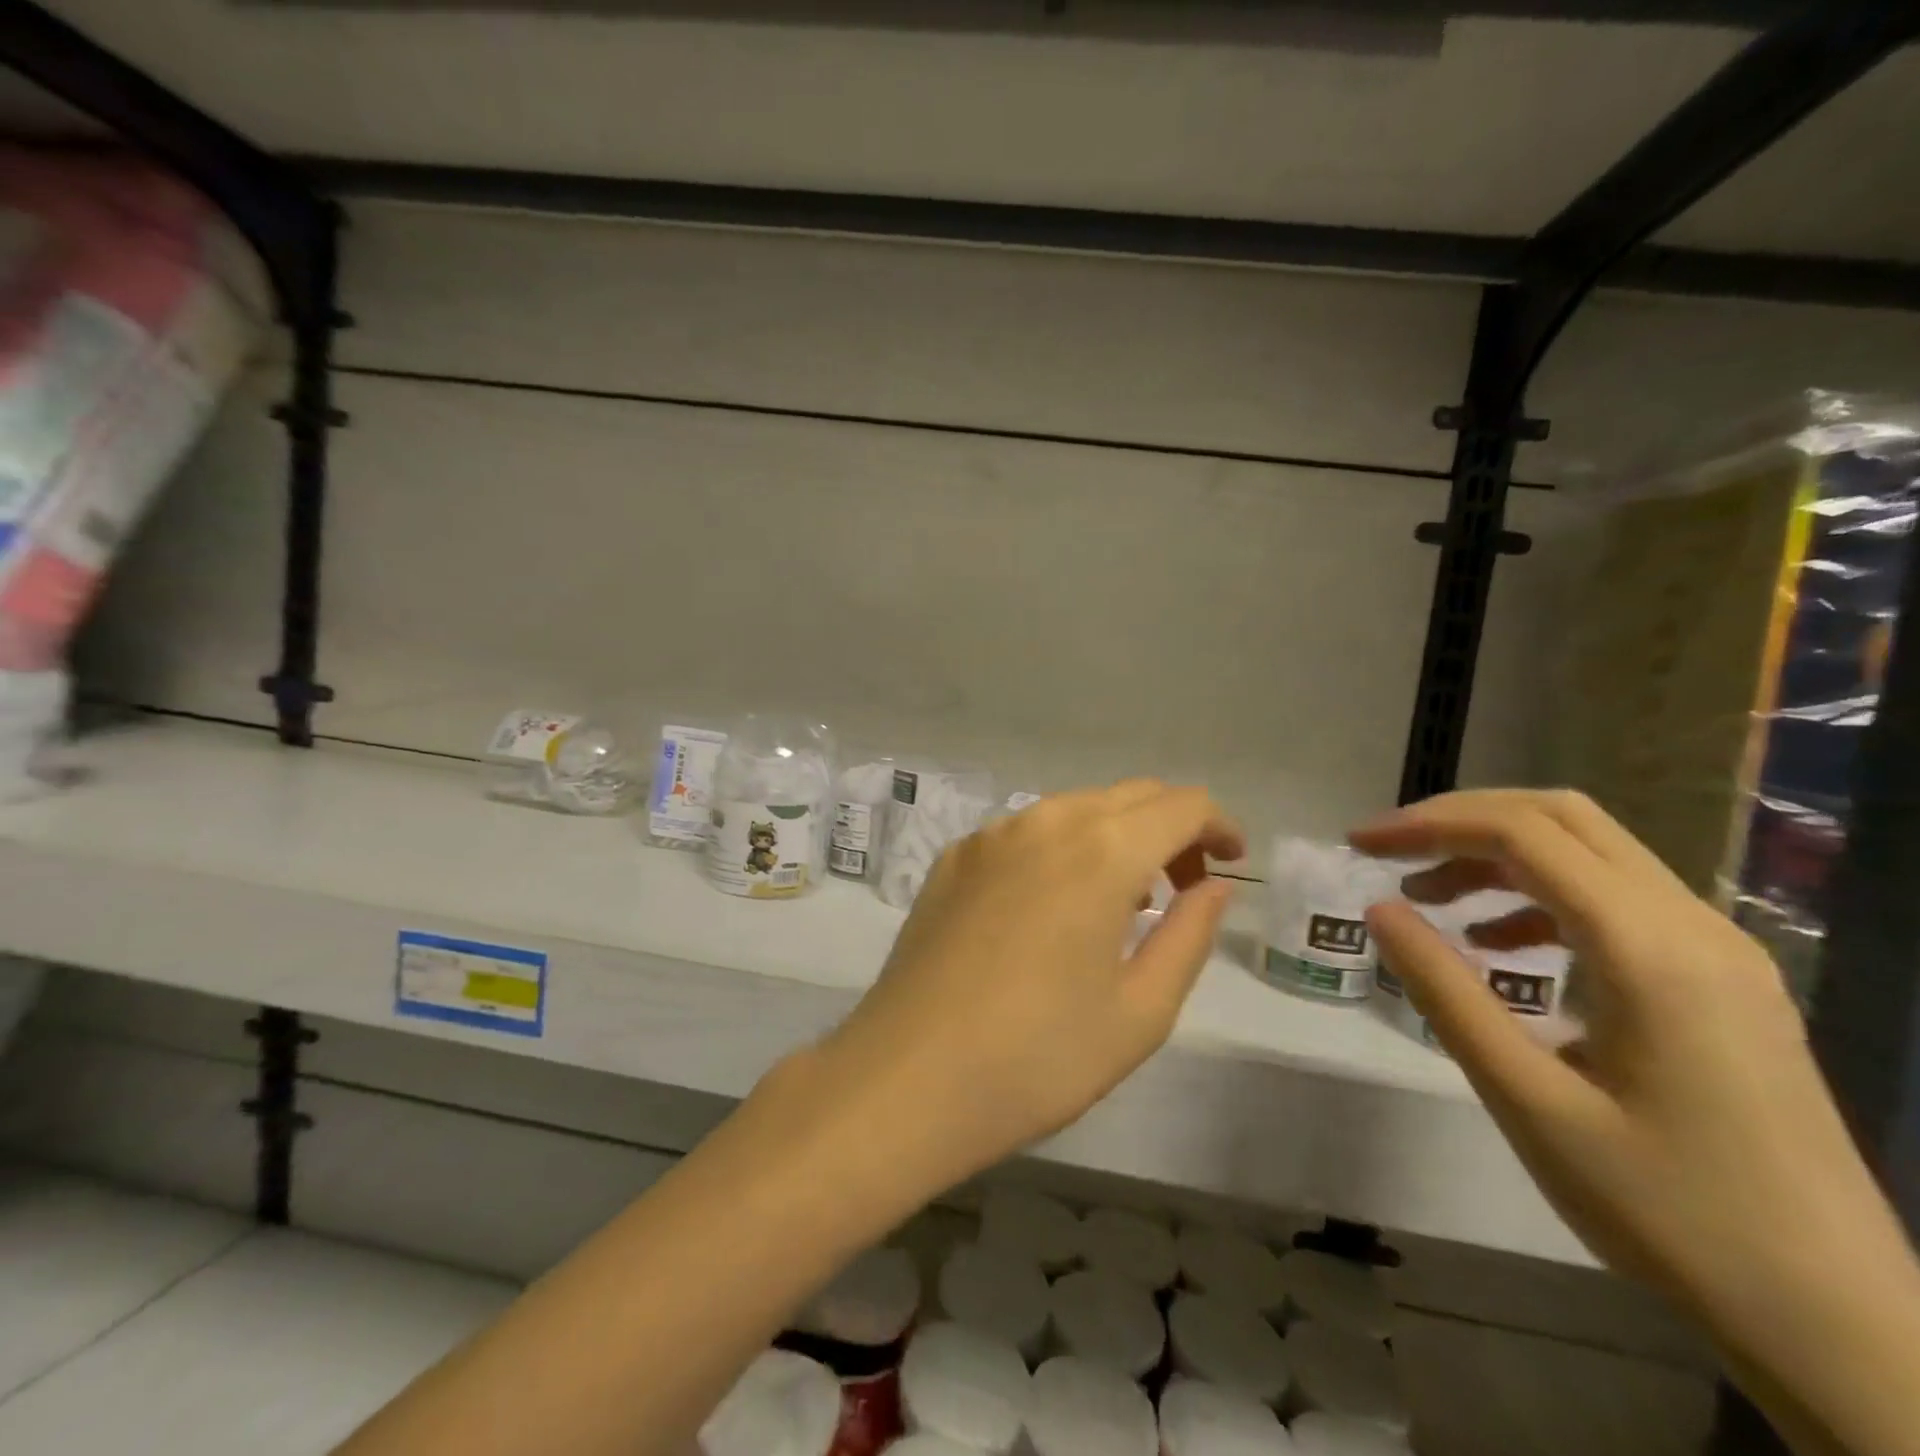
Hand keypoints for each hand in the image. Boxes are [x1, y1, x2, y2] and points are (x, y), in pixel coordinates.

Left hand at [819, 780, 1241, 1193]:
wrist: (907, 1078)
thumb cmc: (1038, 1057)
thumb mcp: (1139, 1012)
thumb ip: (1188, 936)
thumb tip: (1213, 886)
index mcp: (1101, 851)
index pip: (1181, 804)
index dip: (1218, 826)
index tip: (1231, 865)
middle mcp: (1044, 821)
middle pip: (1128, 796)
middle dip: (1171, 828)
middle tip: (1184, 886)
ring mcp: (990, 836)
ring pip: (1074, 809)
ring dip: (1115, 836)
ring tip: (1123, 900)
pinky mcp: (953, 858)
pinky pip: (1025, 832)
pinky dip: (1061, 849)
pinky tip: (1053, 905)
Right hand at [1353, 790, 1919, 1455]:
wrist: (1841, 1324)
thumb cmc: (1668, 1212)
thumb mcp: (1528, 1101)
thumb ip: (1446, 993)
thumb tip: (1379, 910)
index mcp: (1649, 950)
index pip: (1522, 834)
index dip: (1429, 824)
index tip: (1360, 845)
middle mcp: (1694, 926)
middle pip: (1562, 818)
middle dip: (1461, 821)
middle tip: (1389, 853)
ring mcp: (1719, 950)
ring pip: (1591, 851)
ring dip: (1499, 856)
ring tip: (1429, 900)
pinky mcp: (1722, 979)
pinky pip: (1618, 899)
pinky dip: (1541, 895)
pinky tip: (1502, 945)